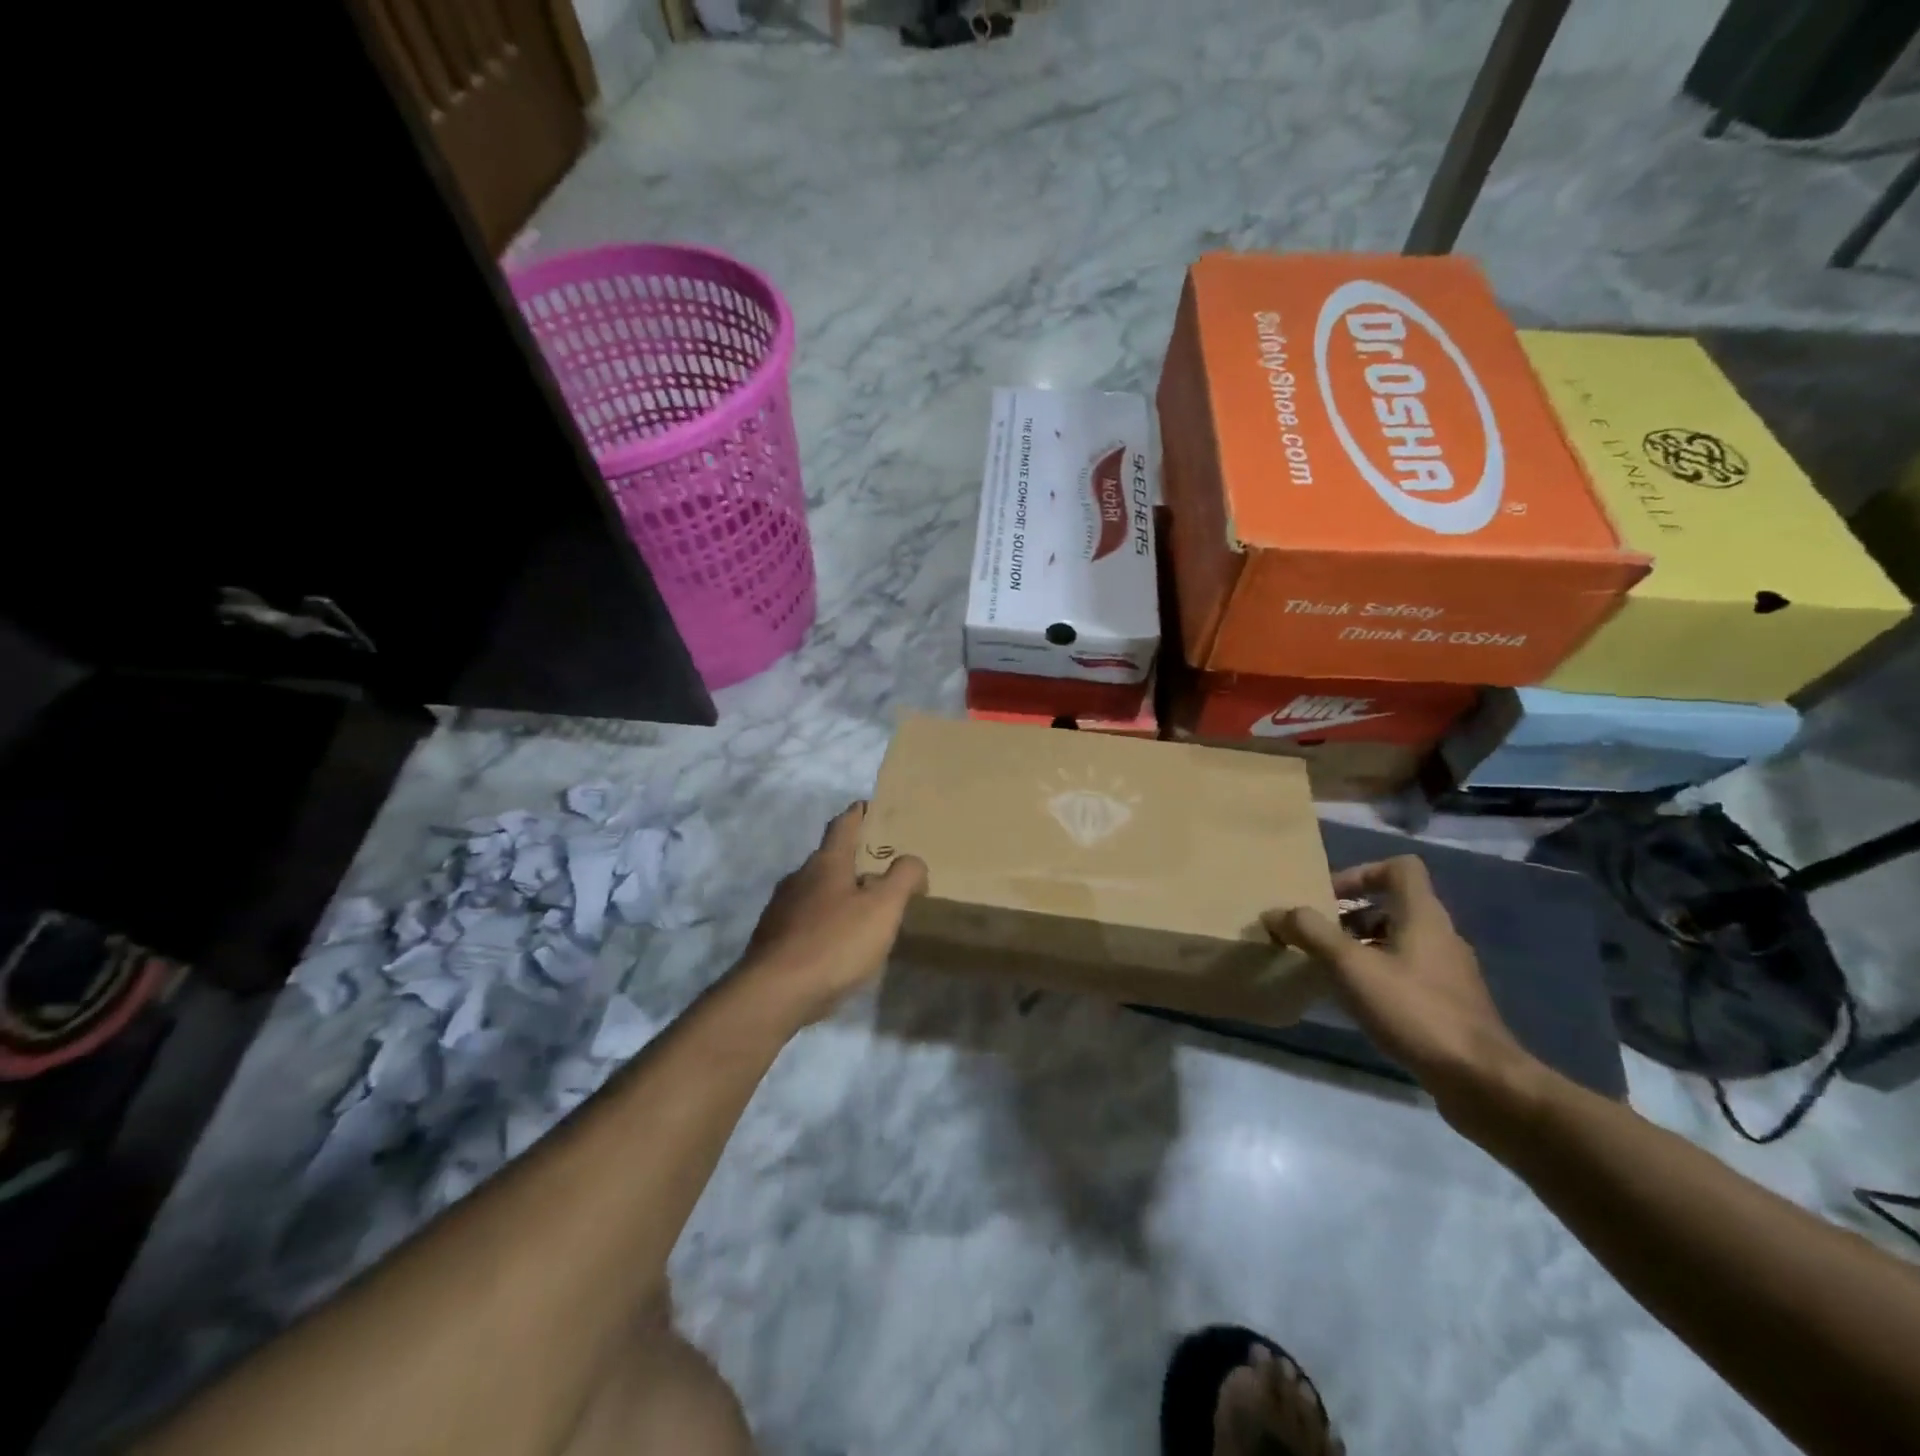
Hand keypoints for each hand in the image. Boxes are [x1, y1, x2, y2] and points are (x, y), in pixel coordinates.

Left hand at [740, 802, 927, 1023]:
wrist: (774, 994)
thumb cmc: (834, 943)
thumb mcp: (883, 908)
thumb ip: (903, 878)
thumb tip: (913, 860)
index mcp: (826, 863)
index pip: (843, 825)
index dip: (859, 813)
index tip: (869, 806)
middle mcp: (799, 877)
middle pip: (829, 858)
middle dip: (853, 859)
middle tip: (881, 867)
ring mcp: (781, 908)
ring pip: (815, 890)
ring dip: (839, 892)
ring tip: (863, 908)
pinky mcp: (773, 938)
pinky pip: (805, 919)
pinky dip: (825, 921)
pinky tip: (838, 942)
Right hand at [1264, 856, 1541, 1122]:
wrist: (1480, 1080)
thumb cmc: (1414, 1010)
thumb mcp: (1351, 966)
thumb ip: (1311, 933)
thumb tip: (1276, 911)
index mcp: (1423, 916)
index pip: (1399, 868)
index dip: (1361, 873)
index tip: (1329, 898)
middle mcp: (1441, 936)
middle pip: (1393, 906)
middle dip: (1351, 915)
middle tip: (1318, 935)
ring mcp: (1449, 972)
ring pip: (1399, 941)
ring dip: (1362, 946)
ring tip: (1329, 969)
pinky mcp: (1450, 1004)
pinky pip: (1407, 972)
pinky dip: (1378, 975)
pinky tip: (1357, 1002)